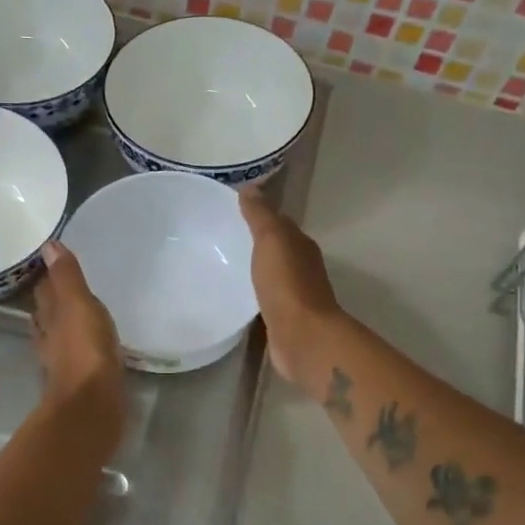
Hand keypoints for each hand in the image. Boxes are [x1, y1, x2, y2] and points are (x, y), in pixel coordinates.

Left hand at [32, 242, 125, 443]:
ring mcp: (62, 360)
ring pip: (58, 334)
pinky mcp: (79, 379)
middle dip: (53, 299)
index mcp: (50, 316)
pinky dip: (80, 345)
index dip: (46, 276)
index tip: (52, 261)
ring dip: (63, 323)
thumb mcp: (78, 305)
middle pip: (47, 313)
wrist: (92, 405)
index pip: (44, 290)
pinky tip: (90, 344)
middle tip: (64, 283)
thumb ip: (67, 277)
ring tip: (75, 311)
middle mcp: (50, 337)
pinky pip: (77, 354)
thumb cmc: (85, 350)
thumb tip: (47, 245)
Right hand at [240, 189, 340, 388]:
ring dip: (254, 269)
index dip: (259, 215)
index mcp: (300, 245)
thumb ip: (260, 216)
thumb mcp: (272, 240)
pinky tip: (235, 295)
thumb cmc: (287, 284)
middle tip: (221, 238)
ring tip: (223, 265)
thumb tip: (250, 188)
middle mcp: (301, 267)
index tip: (232, 212)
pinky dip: (253, 293)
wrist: (303, 337)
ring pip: (271, 274)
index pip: (279, 223)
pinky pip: (265, 298)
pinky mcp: (283, 318)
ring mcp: (294, 294)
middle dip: (255, 242)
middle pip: (276, 248)